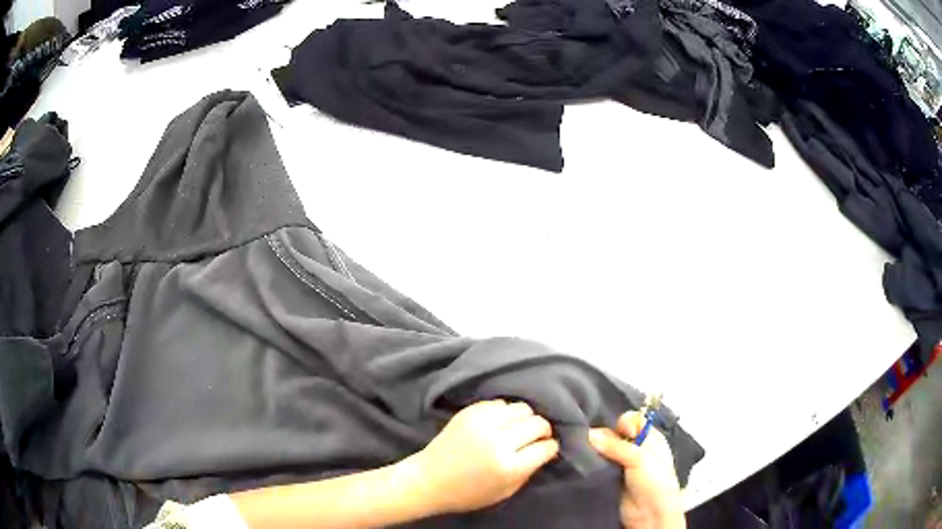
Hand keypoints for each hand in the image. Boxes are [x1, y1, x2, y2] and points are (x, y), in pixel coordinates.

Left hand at [412, 400, 559, 514]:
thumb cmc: (468, 493)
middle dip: (542, 431)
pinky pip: (500, 403)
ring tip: (518, 429)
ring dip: (525, 419)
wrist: (429, 480)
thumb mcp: (505, 492)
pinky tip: (499, 424)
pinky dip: (505, 413)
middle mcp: (498, 441)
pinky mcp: (469, 412)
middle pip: (538, 423)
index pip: (546, 447)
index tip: (546, 449)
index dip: (549, 448)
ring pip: (522, 408)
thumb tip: (545, 450)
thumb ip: (529, 471)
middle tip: (535, 438)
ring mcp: (482, 424)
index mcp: (509, 466)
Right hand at [589, 412, 684, 528]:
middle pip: (615, 433)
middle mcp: (635, 448)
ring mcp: (621, 463)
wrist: (650, 512)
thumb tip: (589, 435)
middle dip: (604, 436)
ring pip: (604, 449)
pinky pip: (597, 465)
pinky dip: (590, 463)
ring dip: (594, 450)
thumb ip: (616, 445)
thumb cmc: (654, 480)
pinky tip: (582, 461)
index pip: (633, 420)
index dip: (625, 422)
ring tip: (584, 452)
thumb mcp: (640, 457)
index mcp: (650, 438)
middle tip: (594, 442)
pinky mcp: (609, 476)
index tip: (621, 430)